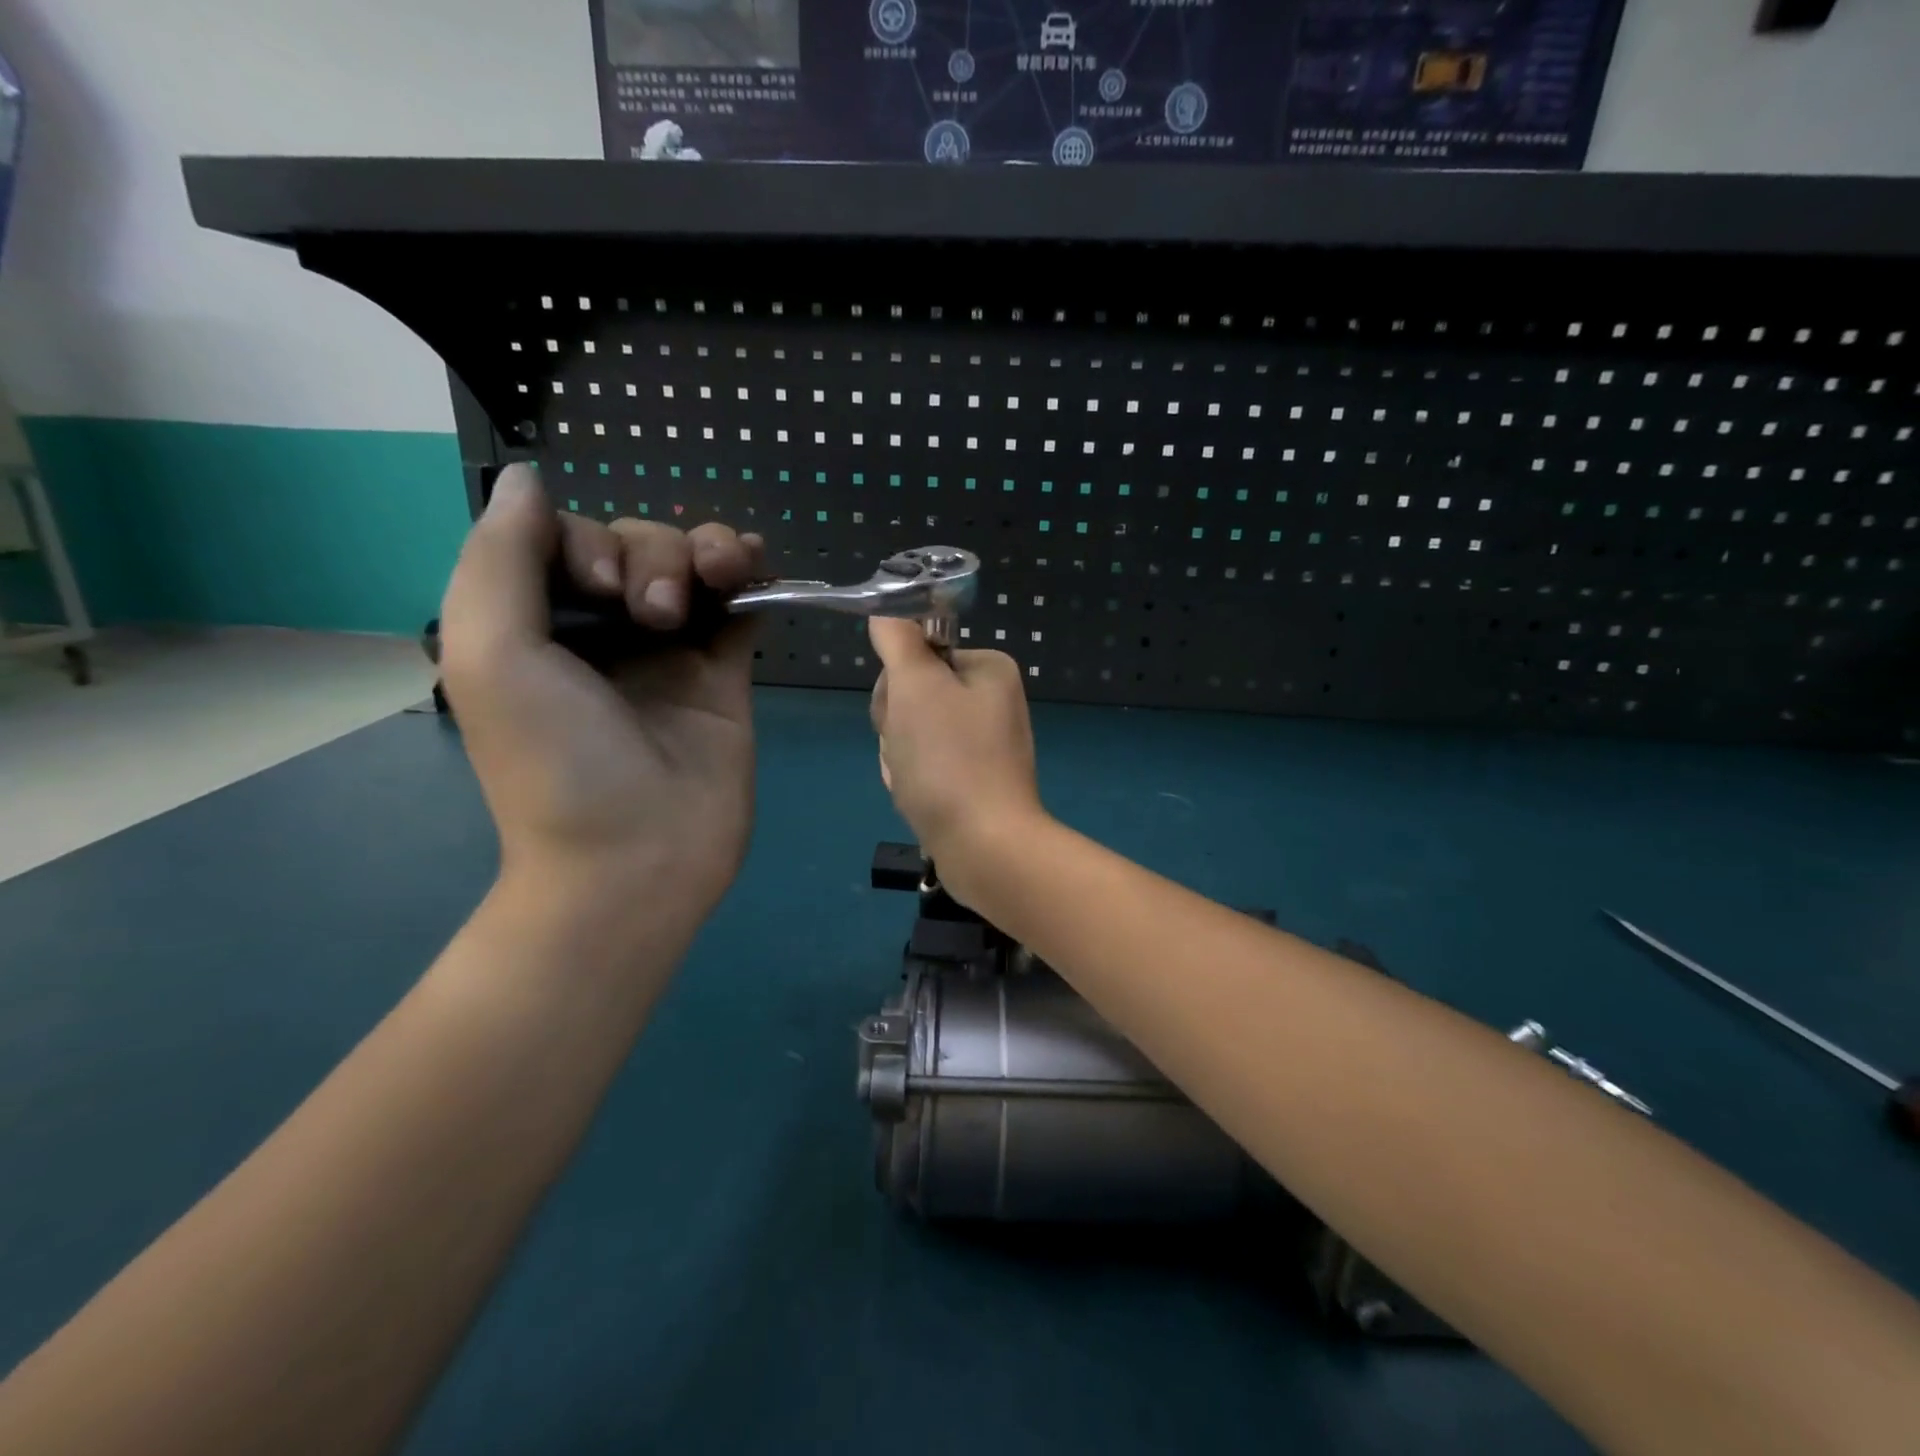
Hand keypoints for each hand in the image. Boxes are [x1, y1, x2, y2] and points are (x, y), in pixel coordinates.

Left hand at [438, 465, 764, 918]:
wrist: (635, 859)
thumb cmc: (555, 762)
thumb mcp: (492, 654)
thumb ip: (500, 558)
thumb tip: (527, 477)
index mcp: (539, 623)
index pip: (572, 540)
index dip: (594, 542)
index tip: (605, 587)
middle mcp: (605, 631)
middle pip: (639, 546)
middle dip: (654, 554)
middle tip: (656, 614)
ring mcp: (671, 652)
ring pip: (694, 568)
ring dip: (709, 551)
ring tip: (722, 577)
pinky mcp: (724, 675)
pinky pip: (741, 608)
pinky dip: (753, 578)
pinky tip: (760, 565)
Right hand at [867, 618, 1043, 898]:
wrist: (985, 847)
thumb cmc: (950, 759)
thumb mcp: (916, 686)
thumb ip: (898, 641)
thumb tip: (887, 612)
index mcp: (988, 669)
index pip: (916, 656)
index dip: (896, 687)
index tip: (903, 714)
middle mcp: (991, 701)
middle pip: (912, 697)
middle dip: (897, 729)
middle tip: (911, 753)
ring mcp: (984, 745)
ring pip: (912, 736)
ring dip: (901, 758)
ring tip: (916, 783)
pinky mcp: (974, 782)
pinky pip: (926, 769)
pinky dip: (914, 783)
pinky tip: (921, 801)